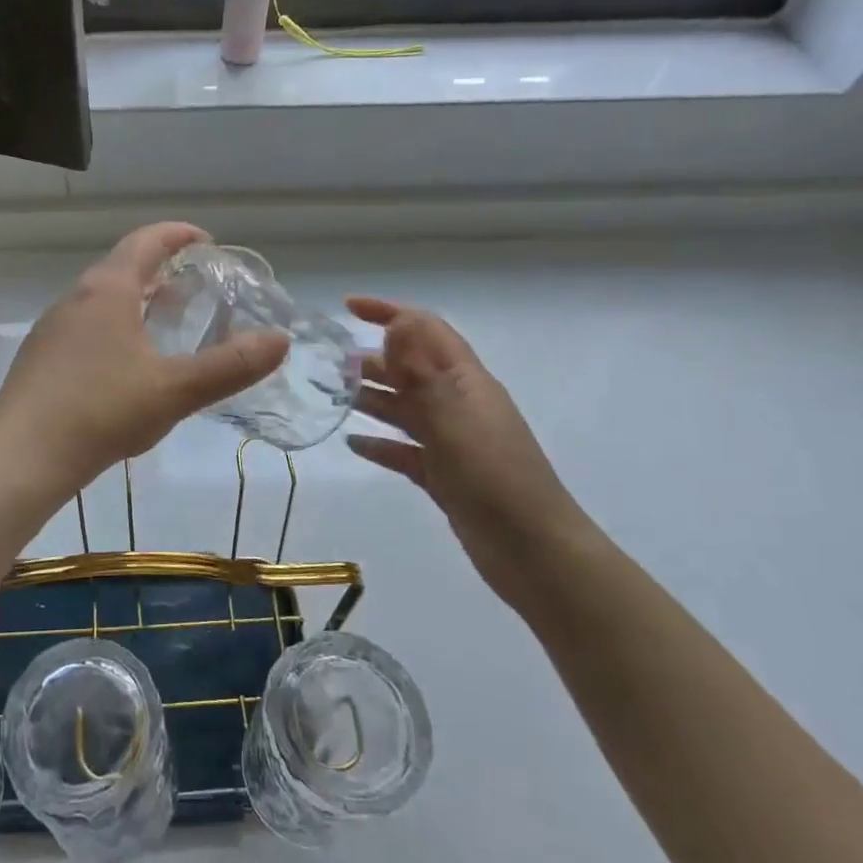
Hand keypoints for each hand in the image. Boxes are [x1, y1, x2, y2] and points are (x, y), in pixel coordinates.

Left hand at [0, 224, 288, 492]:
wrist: (21, 457)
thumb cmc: (101, 412)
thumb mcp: (174, 390)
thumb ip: (230, 366)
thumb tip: (281, 340)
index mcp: (107, 290)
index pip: (146, 241)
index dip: (179, 234)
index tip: (207, 242)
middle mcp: (75, 297)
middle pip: (123, 266)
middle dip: (161, 269)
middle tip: (195, 288)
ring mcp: (52, 326)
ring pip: (102, 298)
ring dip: (136, 300)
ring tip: (165, 324)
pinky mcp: (40, 356)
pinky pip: (85, 325)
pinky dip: (114, 326)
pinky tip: (124, 365)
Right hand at [345, 297, 599, 608]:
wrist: (536, 555)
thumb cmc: (494, 479)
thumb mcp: (452, 420)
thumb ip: (421, 372)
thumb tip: (397, 322)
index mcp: (465, 382)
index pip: (425, 330)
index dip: (389, 312)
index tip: (347, 307)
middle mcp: (458, 404)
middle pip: (409, 369)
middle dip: (371, 360)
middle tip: (326, 363)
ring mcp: (452, 441)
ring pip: (404, 409)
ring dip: (370, 398)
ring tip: (330, 395)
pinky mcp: (445, 476)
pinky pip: (405, 450)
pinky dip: (380, 444)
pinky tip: (353, 444)